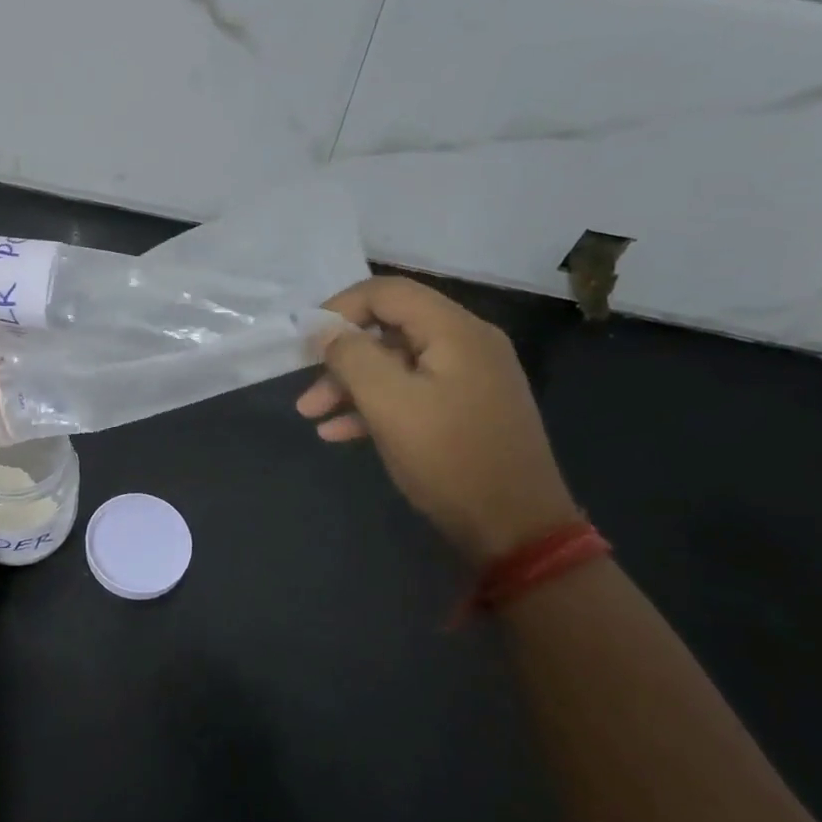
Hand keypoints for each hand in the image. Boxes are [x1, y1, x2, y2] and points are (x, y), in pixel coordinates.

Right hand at [296, 276, 578, 564]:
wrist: (516, 529)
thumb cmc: (449, 458)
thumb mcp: (389, 404)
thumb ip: (351, 357)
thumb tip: (324, 329)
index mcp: (456, 331)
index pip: (388, 292)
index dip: (341, 307)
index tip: (307, 338)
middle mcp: (467, 344)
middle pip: (390, 328)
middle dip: (341, 356)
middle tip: (306, 383)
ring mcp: (470, 378)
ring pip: (396, 364)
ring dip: (351, 385)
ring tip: (311, 415)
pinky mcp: (466, 409)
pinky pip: (412, 392)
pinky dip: (375, 405)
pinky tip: (340, 432)